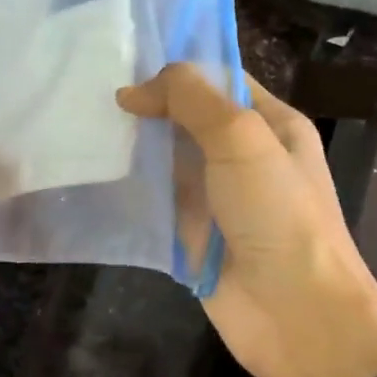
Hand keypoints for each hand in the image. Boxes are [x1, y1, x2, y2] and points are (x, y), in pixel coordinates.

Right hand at [118, 66, 376, 376]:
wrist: (295, 313)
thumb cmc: (278, 214)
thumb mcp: (241, 139)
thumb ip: (191, 100)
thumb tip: (133, 91)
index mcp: (271, 124)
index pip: (220, 80)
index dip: (177, 70)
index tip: (124, 62)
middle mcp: (244, 156)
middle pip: (188, 118)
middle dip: (147, 106)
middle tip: (91, 91)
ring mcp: (215, 197)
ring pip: (167, 159)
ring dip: (133, 146)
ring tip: (81, 124)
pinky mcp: (190, 233)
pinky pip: (155, 201)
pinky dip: (129, 188)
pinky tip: (92, 171)